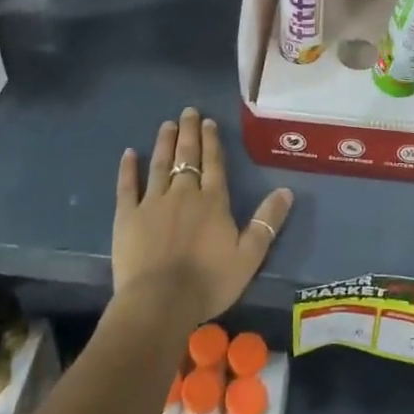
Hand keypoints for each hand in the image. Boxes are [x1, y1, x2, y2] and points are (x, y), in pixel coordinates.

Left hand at [112, 107, 293, 327]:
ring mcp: (153, 202)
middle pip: (187, 156)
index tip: (208, 122)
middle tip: (187, 112)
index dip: (211, 141)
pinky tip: (129, 153)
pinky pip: (127, 186)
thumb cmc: (209, 281)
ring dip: (164, 142)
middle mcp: (184, 193)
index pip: (214, 163)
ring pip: (160, 164)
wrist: (160, 302)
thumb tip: (286, 190)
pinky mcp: (127, 216)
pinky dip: (128, 168)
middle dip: (188, 132)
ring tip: (166, 124)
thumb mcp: (249, 256)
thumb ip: (267, 222)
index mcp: (213, 201)